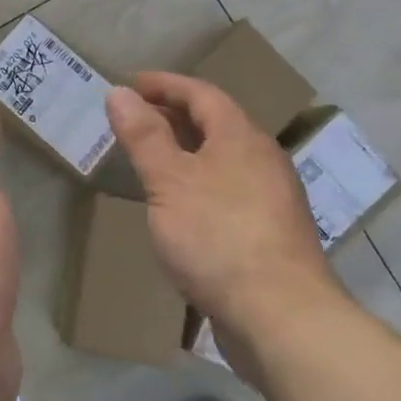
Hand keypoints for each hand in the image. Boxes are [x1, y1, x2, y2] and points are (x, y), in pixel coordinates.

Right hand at [105, 73, 348, 347]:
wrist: (282, 317)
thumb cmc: (218, 237)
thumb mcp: (169, 182)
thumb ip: (144, 136)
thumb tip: (119, 93)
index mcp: (241, 138)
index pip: (202, 94)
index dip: (165, 84)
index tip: (131, 83)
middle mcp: (262, 160)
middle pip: (217, 124)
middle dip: (174, 115)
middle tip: (135, 119)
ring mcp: (271, 199)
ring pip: (223, 159)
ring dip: (187, 151)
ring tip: (152, 159)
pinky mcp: (270, 234)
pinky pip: (228, 190)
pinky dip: (199, 183)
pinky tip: (181, 207)